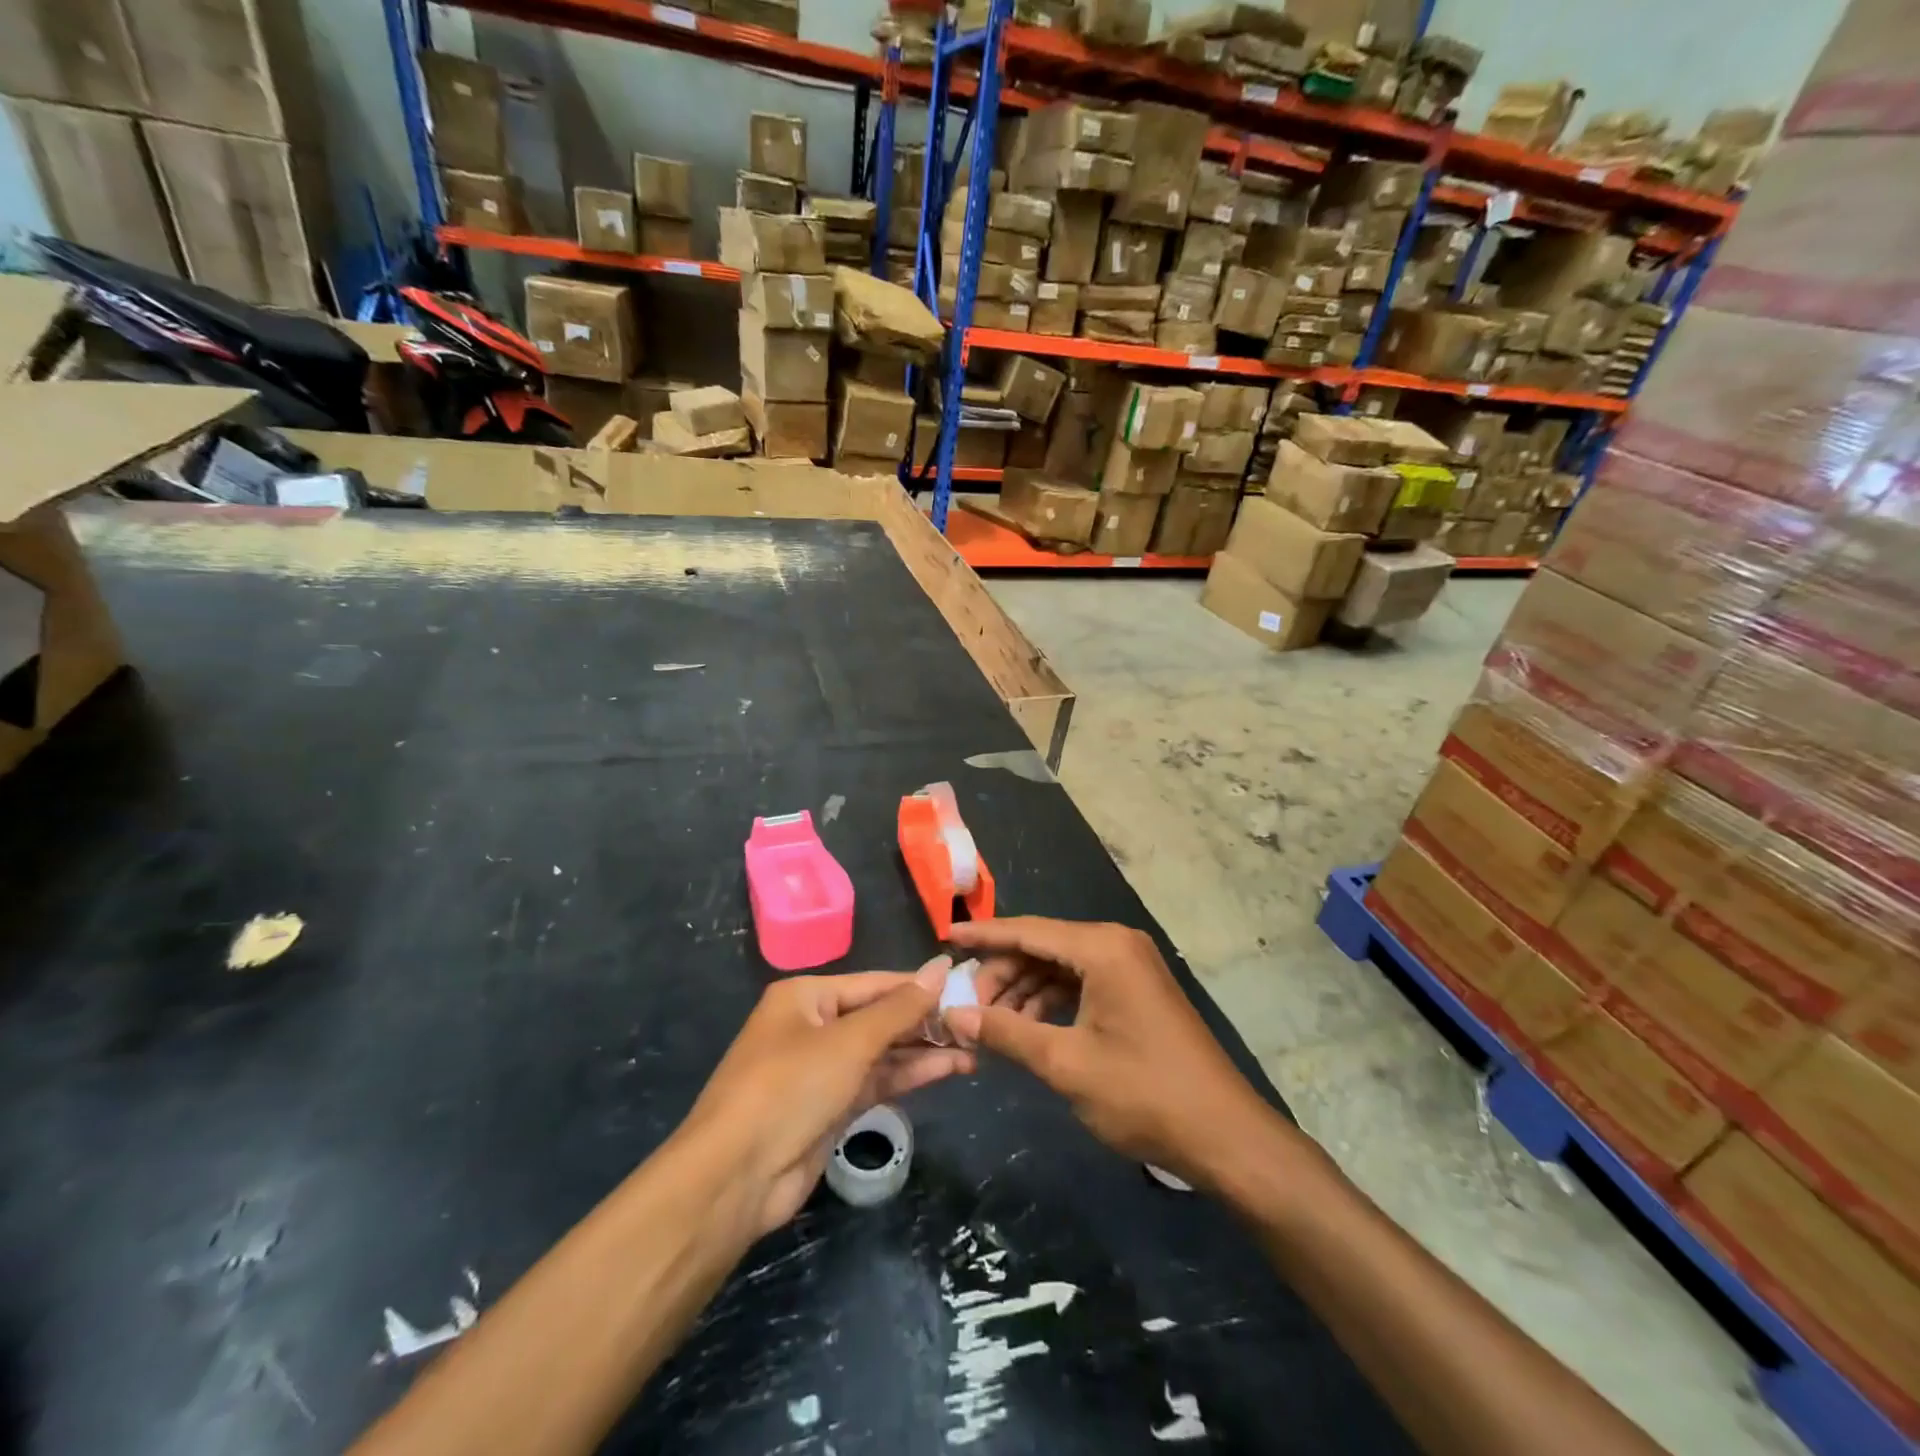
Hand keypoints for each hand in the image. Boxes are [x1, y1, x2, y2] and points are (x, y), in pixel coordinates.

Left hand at [681, 960, 973, 1236]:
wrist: (736, 1177)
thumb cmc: (791, 1087)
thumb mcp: (850, 1041)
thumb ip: (900, 1008)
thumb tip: (942, 966)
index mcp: (806, 996)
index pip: (875, 983)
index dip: (919, 985)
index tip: (965, 984)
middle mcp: (813, 1026)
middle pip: (879, 1016)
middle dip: (924, 1021)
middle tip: (974, 1022)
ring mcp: (821, 1069)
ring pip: (881, 1052)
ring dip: (922, 1051)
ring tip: (972, 1049)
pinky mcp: (829, 1107)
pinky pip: (875, 1081)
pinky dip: (907, 1076)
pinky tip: (946, 1070)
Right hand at [944, 919, 1279, 1190]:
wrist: (1224, 1134)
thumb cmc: (1143, 1093)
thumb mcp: (1065, 1063)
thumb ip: (1006, 1032)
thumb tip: (953, 1015)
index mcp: (1102, 948)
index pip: (1028, 930)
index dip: (983, 935)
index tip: (945, 935)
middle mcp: (1116, 944)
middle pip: (1043, 946)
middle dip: (1003, 973)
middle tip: (967, 1007)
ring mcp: (1130, 966)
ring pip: (1060, 966)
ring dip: (1024, 991)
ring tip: (993, 1025)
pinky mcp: (1137, 989)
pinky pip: (1081, 982)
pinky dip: (1051, 1001)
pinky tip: (1028, 1029)